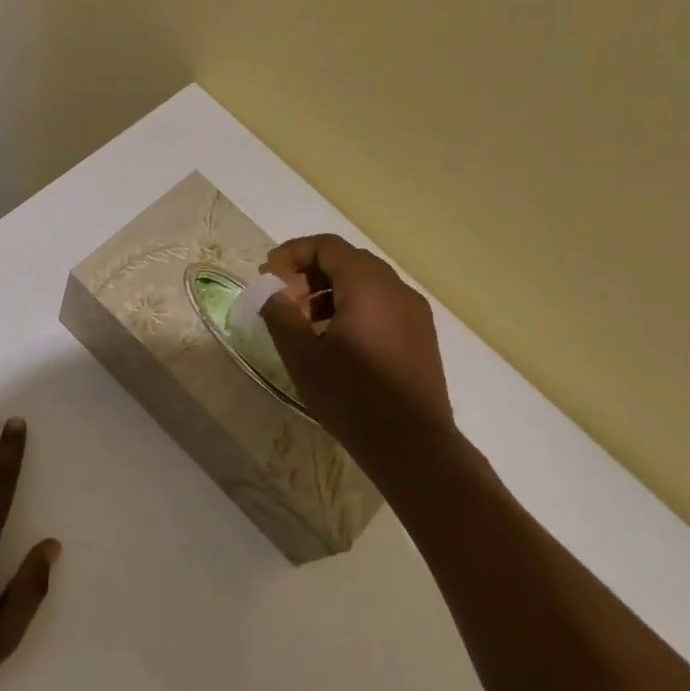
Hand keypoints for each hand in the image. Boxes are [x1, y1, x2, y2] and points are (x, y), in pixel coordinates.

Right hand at [258, 235, 456, 473]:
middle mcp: (396, 289)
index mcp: (367, 285)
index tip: (268, 277)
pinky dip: (353, 309)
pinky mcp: (421, 336)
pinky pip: (382, 305)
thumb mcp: (303, 356)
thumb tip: (272, 293)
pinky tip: (337, 342)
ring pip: (366, 284)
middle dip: (310, 274)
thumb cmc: (351, 396)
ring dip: (330, 293)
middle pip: (348, 261)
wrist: (412, 445)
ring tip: (306, 326)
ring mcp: (414, 312)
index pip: (326, 246)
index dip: (292, 254)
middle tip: (284, 302)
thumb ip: (281, 315)